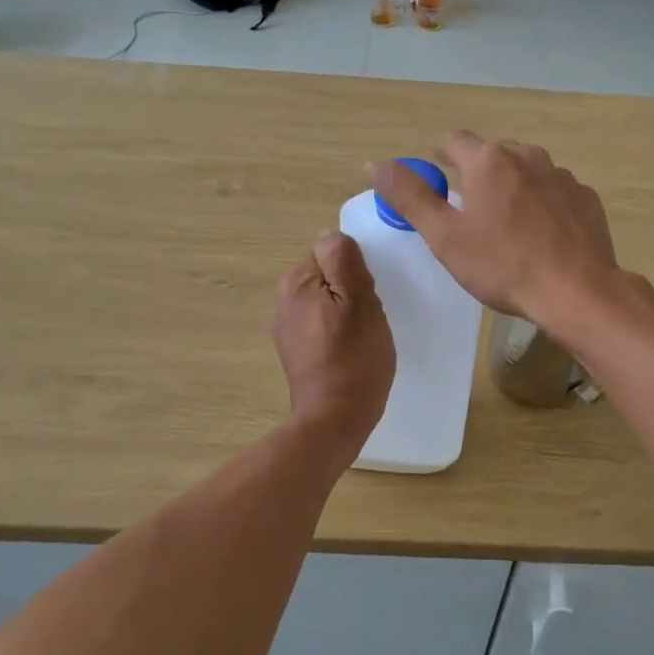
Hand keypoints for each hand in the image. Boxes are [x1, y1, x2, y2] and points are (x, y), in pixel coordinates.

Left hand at [272, 230, 394, 440]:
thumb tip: (332, 235)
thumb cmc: (354, 358)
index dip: (355, 268)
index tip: (369, 293)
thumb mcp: (359, 301)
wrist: (335, 419)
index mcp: (296, 282)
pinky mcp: (296, 349)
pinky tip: (351, 348)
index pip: (331, 250)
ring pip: (327, 299)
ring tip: (363, 334)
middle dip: (351, 287)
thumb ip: (344, 261)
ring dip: (347, 309)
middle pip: (327, 274)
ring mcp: (287, 326)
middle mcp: (283, 299)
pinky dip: (338, 329)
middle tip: (370, 314)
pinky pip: (322, 322)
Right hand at [370, 132, 618, 324]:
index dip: (440, 154)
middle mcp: (528, 156)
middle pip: (493, 154)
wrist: (576, 292)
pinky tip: (542, 234)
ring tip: (507, 223)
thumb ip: (410, 197)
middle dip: (478, 173)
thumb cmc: (503, 266)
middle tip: (469, 207)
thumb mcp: (445, 237)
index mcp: (489, 161)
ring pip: (527, 171)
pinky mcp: (586, 198)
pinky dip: (543, 204)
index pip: (454, 141)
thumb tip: (376, 165)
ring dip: (512, 187)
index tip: (436, 171)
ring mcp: (562, 176)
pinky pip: (555, 192)